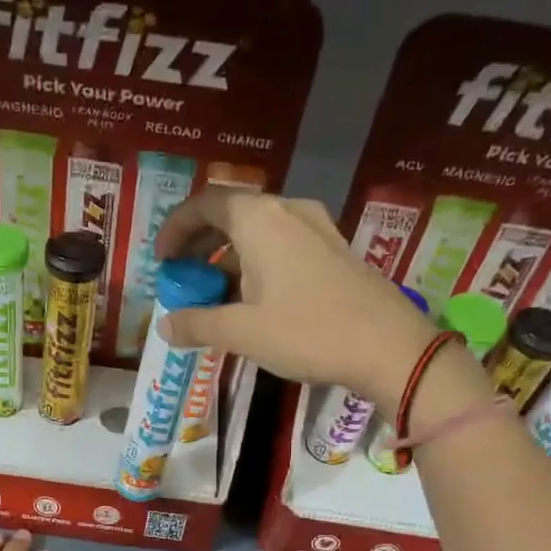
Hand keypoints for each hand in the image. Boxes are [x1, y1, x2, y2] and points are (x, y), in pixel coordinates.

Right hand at [153, 189, 437, 407]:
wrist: (389, 346)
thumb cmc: (308, 331)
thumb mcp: (243, 332)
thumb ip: (198, 324)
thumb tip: (164, 326)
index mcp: (259, 219)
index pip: (205, 204)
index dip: (176, 228)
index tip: (161, 260)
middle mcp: (287, 211)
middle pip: (231, 214)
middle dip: (200, 244)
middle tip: (182, 277)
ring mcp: (316, 228)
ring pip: (258, 232)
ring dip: (228, 258)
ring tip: (213, 295)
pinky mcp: (334, 250)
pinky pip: (282, 245)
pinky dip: (256, 264)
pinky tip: (253, 300)